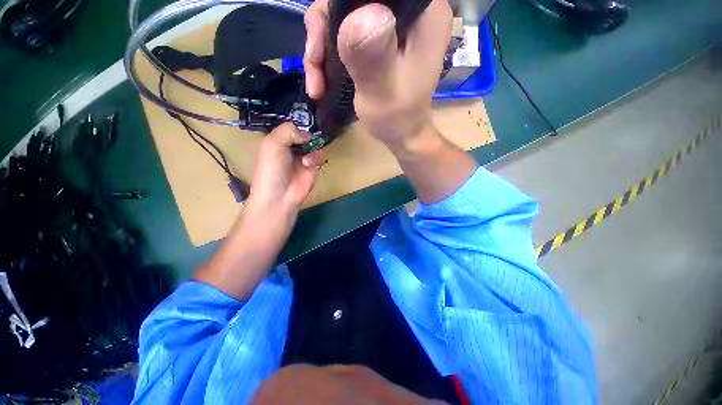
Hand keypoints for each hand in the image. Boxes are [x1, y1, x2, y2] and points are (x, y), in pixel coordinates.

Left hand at [246, 122, 324, 218]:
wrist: (281, 195)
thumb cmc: (271, 168)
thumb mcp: (272, 143)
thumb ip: (288, 131)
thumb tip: (307, 135)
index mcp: (277, 141)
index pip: (289, 127)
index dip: (296, 124)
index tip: (301, 123)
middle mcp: (291, 147)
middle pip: (304, 134)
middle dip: (307, 134)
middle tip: (308, 137)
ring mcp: (303, 157)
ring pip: (314, 144)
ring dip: (312, 148)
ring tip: (305, 159)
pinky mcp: (314, 167)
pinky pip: (320, 156)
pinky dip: (316, 158)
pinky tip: (308, 164)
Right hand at [304, 0, 452, 150]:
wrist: (401, 134)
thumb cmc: (397, 119)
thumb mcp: (383, 92)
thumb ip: (372, 56)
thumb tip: (358, 15)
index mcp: (424, 13)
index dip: (340, 4)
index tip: (322, 36)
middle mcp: (411, 9)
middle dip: (323, 29)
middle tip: (313, 64)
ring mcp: (393, 23)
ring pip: (342, 14)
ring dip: (321, 46)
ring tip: (316, 82)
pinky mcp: (379, 38)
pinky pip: (344, 31)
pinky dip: (328, 54)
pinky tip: (321, 78)